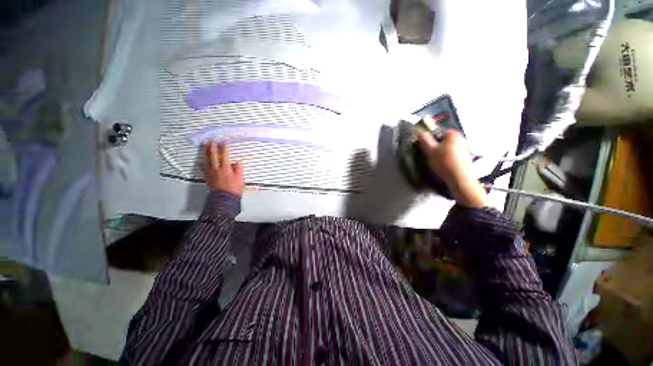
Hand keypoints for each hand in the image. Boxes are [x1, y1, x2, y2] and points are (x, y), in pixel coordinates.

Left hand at [201, 141, 244, 196]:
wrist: (225, 198)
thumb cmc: (234, 189)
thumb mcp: (240, 178)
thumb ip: (239, 169)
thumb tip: (238, 162)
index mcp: (226, 168)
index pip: (225, 155)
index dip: (224, 148)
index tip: (224, 141)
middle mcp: (217, 169)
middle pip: (213, 156)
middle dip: (212, 147)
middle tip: (211, 140)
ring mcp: (211, 173)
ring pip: (207, 160)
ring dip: (206, 152)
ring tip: (205, 146)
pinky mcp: (208, 177)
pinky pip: (203, 169)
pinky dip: (202, 164)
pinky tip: (201, 161)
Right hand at [417, 125, 488, 207]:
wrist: (460, 178)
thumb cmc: (444, 162)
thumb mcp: (430, 151)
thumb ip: (424, 140)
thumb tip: (418, 131)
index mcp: (453, 134)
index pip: (437, 132)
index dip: (430, 139)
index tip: (427, 148)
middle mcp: (461, 137)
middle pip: (443, 139)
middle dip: (437, 146)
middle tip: (431, 155)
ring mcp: (465, 147)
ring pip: (448, 147)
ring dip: (442, 152)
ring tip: (437, 161)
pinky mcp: (467, 156)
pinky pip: (453, 153)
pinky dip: (448, 157)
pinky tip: (445, 164)